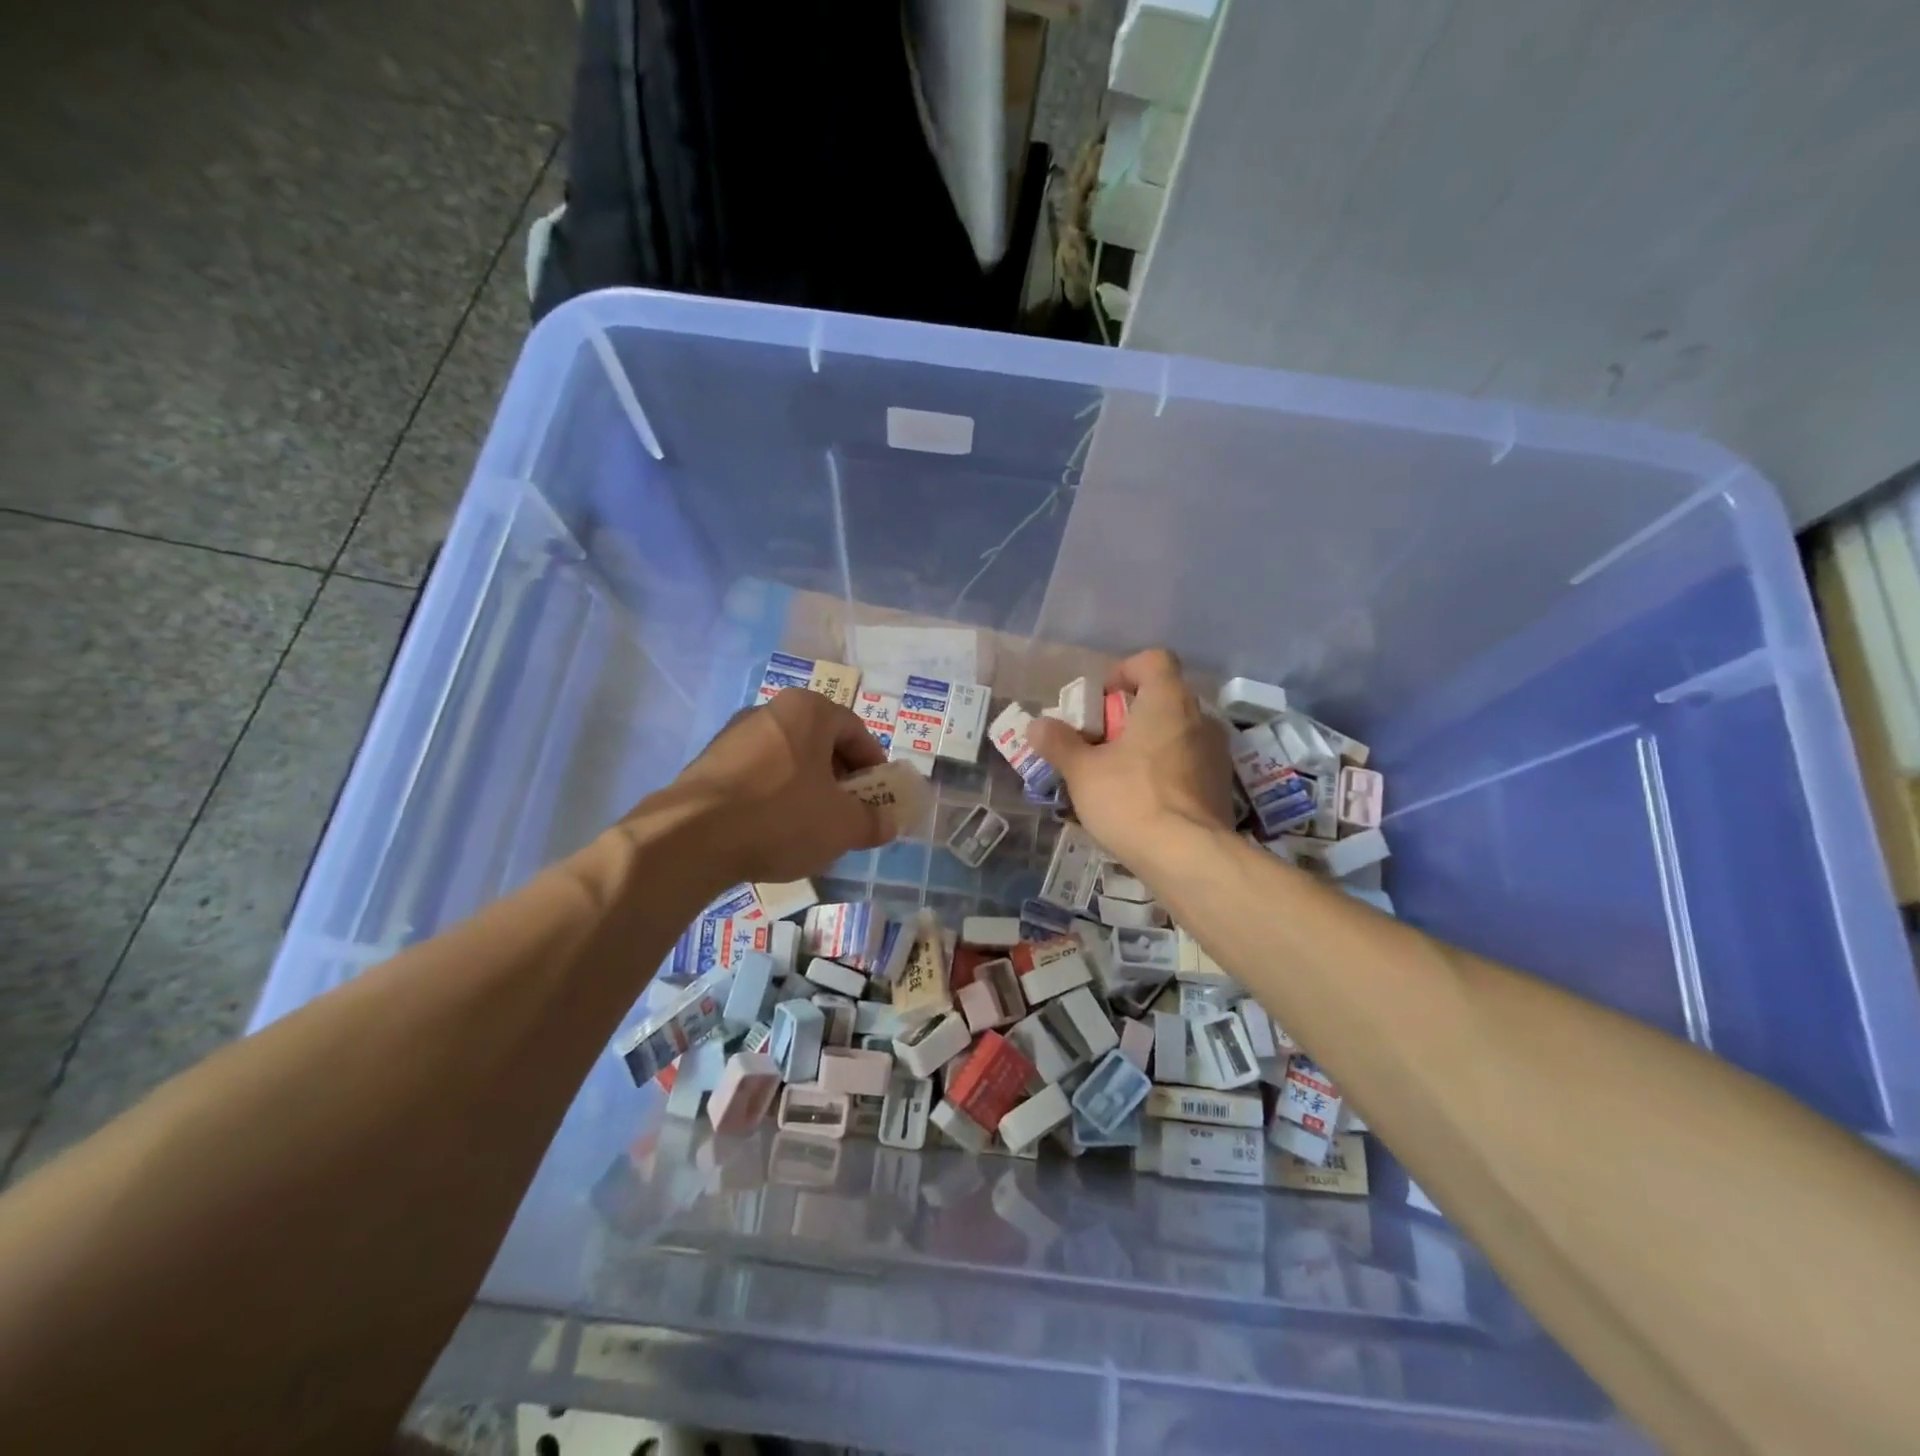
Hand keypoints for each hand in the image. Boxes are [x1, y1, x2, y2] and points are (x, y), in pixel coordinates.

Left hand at [651, 688, 897, 883]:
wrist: (690, 838)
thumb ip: (874, 821)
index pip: (855, 730)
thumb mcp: (843, 825)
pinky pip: (756, 776)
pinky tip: (773, 832)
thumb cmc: (781, 817)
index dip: (874, 765)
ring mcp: (733, 736)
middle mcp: (769, 710)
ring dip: (806, 789)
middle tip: (849, 813)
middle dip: (840, 779)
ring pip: (787, 760)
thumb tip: (890, 823)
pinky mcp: (707, 764)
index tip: (880, 796)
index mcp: (808, 710)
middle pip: (819, 743)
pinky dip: (773, 798)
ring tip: (812, 828)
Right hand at [1024, 649, 1234, 869]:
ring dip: (1150, 743)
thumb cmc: (1131, 800)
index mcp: (1168, 702)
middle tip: (1102, 741)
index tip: (1103, 698)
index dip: (1126, 670)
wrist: (1189, 857)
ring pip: (1178, 732)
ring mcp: (1216, 753)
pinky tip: (1145, 800)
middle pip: (1164, 697)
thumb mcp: (1082, 772)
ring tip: (1120, 774)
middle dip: (1131, 713)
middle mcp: (1200, 718)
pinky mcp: (1221, 786)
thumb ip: (1058, 743)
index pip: (1155, 660)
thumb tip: (1036, 725)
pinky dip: (1167, 769)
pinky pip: (1189, 762)